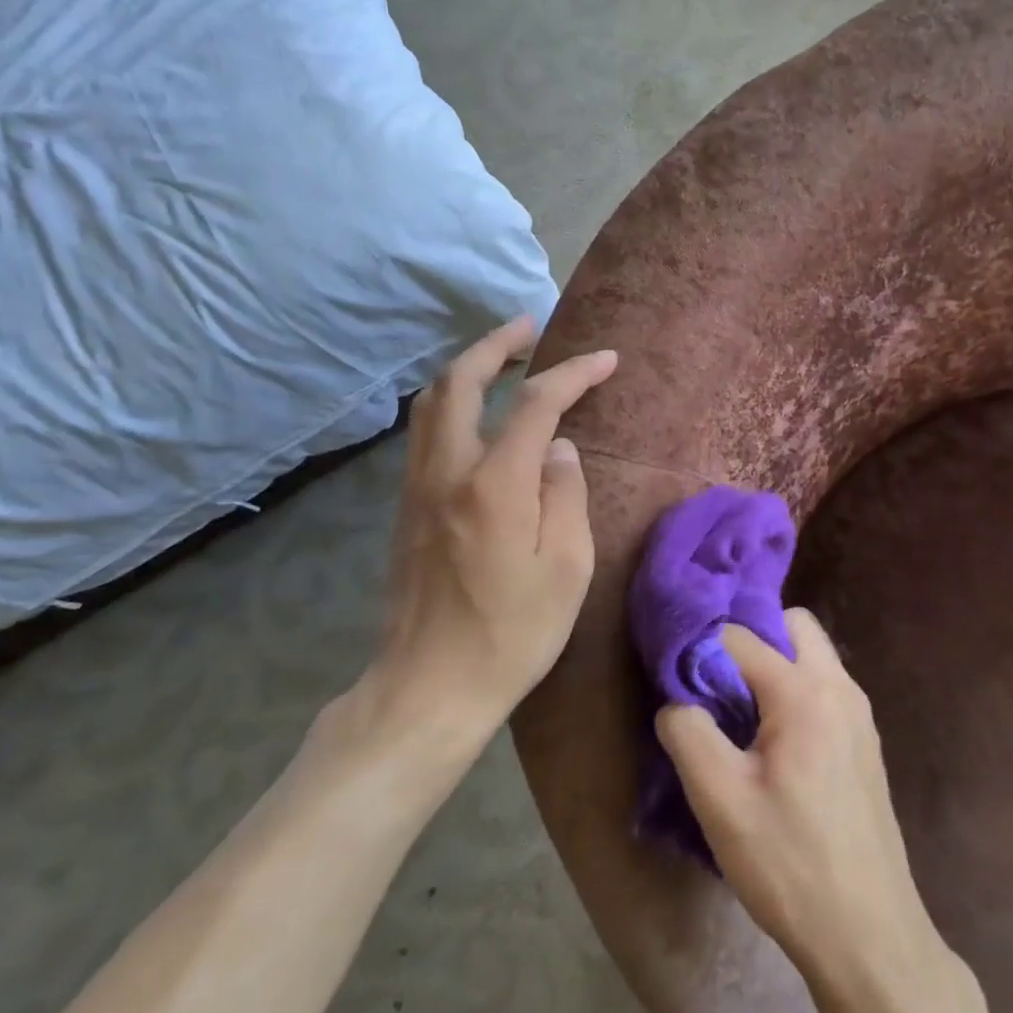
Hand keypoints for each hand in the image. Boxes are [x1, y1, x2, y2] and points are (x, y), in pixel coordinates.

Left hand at [365, 317, 616, 736]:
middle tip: (530, 325)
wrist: (428, 687)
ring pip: (432, 402)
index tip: (606, 359)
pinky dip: (452, 401)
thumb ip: (567, 495)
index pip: (537, 403)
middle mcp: (448, 471)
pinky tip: (477, 411)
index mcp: (495, 484)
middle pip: (461, 381)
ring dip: (468, 368)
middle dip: (497, 344)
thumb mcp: (568, 569)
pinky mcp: (406, 507)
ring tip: (503, 357)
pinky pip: (426, 431)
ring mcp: (418, 487)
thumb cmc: (512, 634)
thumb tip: (558, 448)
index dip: (574, 373)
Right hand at [654, 609, 938, 983]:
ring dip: (776, 665)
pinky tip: (774, 744)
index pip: (740, 636)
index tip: (678, 679)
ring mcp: (859, 713)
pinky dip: (796, 691)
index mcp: (804, 691)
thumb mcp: (720, 800)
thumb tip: (675, 700)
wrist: (869, 935)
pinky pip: (826, 687)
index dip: (703, 650)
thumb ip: (688, 733)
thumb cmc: (789, 863)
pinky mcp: (865, 742)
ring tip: (741, 714)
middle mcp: (839, 686)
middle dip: (752, 639)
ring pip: (813, 654)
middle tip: (717, 683)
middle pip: (792, 624)